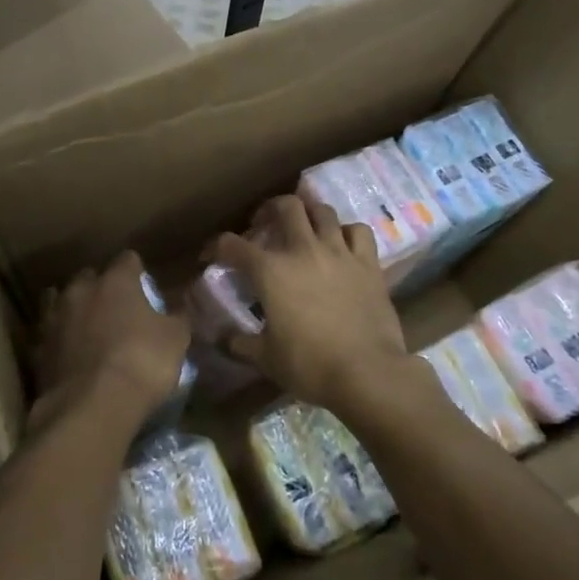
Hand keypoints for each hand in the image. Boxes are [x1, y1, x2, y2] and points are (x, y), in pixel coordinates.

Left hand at [33, 252, 189, 436]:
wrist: (92, 406)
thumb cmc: (141, 362)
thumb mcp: (175, 339)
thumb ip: (176, 317)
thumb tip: (178, 309)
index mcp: (115, 281)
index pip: (127, 260)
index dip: (137, 271)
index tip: (145, 285)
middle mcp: (80, 291)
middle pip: (89, 277)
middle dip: (100, 288)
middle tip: (116, 308)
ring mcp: (54, 319)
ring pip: (59, 301)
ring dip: (73, 310)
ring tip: (85, 326)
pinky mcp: (37, 350)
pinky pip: (48, 336)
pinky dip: (58, 341)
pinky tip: (68, 354)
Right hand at [206, 195, 408, 411]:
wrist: (367, 373)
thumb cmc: (309, 365)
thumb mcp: (265, 358)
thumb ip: (240, 342)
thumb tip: (221, 338)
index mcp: (270, 271)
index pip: (232, 245)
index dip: (215, 246)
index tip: (210, 255)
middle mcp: (303, 250)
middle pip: (286, 206)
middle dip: (270, 210)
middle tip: (265, 224)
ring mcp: (339, 252)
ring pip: (323, 211)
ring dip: (309, 214)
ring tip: (304, 227)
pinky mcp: (368, 264)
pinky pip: (359, 231)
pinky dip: (347, 232)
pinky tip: (343, 244)